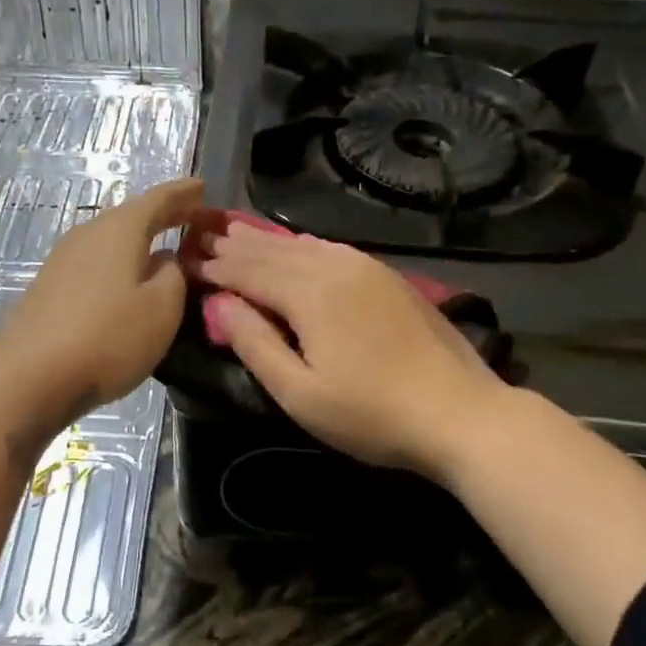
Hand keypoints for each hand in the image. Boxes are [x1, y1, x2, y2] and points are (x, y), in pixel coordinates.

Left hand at [0, 178, 204, 431]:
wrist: (30, 376)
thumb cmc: (108, 337)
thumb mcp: (162, 308)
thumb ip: (174, 276)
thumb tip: (166, 260)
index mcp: (121, 229)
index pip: (159, 199)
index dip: (184, 194)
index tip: (203, 188)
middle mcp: (89, 233)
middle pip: (131, 216)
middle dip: (163, 215)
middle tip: (190, 215)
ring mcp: (64, 259)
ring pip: (111, 239)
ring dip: (139, 239)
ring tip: (163, 245)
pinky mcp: (51, 286)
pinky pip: (96, 261)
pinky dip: (120, 261)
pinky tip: (127, 278)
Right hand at [194, 221, 510, 481]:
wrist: (460, 412)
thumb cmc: (371, 414)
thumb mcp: (300, 393)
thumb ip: (254, 343)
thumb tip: (218, 301)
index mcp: (308, 293)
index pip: (247, 270)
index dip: (214, 266)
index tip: (185, 260)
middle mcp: (334, 266)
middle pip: (272, 250)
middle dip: (234, 245)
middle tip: (201, 235)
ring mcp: (366, 268)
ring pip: (303, 245)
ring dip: (266, 241)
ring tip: (236, 232)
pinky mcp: (388, 277)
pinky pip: (331, 249)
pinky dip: (301, 246)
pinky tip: (297, 246)